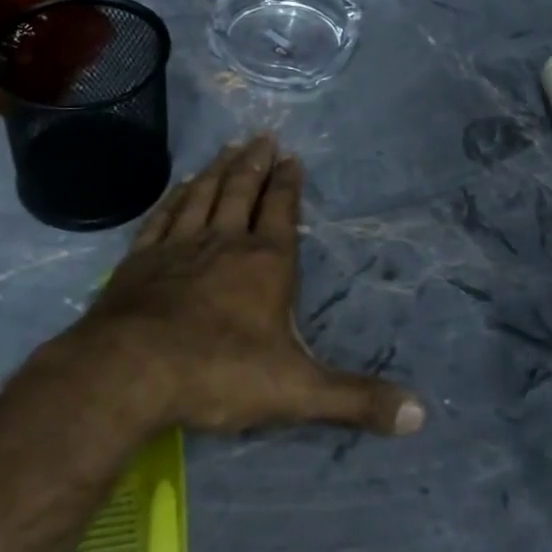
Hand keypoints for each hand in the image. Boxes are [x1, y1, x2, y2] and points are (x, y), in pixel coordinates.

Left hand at [78, 135, 425, 437]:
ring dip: (218, 169)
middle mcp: (224, 242)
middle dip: (255, 163)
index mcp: (266, 263)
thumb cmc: (219, 373)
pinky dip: (175, 197)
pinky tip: (180, 187)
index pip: (281, 210)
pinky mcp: (141, 259)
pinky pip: (163, 216)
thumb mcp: (298, 391)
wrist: (131, 371)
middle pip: (241, 191)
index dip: (288, 183)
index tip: (292, 157)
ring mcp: (178, 246)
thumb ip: (356, 399)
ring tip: (229, 147)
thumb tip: (421, 415)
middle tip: (262, 136)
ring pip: (203, 195)